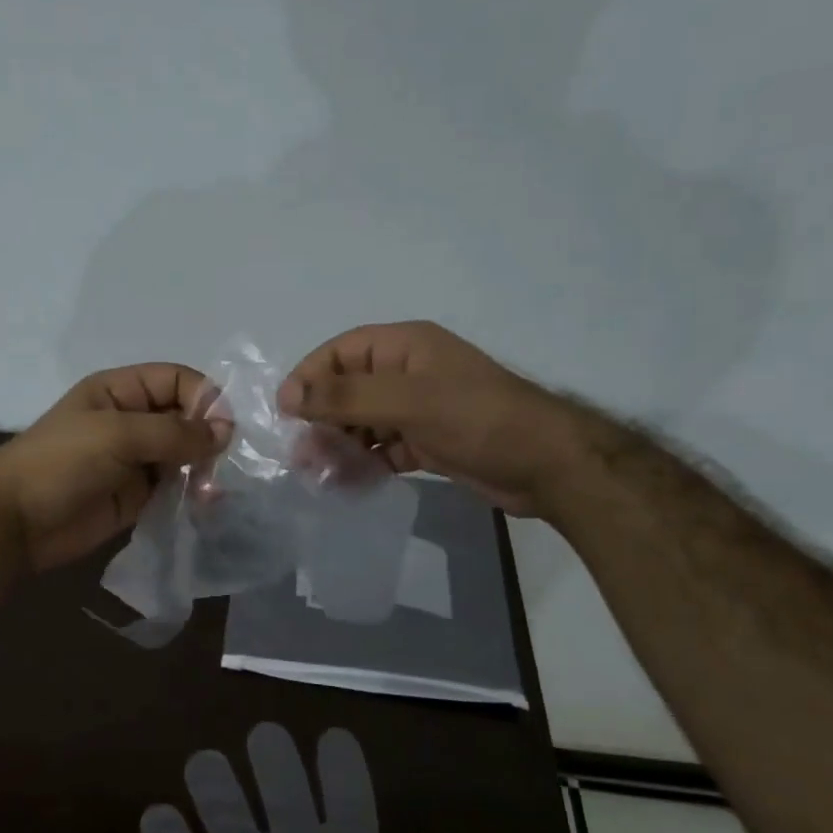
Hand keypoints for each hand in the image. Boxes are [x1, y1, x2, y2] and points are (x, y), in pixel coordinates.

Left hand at [0, 364, 220, 570]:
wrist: (16, 522)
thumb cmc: (61, 463)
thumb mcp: (117, 435)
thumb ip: (173, 432)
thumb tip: (225, 432)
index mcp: (120, 391)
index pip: (176, 380)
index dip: (204, 397)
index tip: (224, 428)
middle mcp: (131, 420)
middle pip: (185, 417)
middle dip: (207, 436)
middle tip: (222, 463)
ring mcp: (135, 459)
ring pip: (184, 454)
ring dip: (203, 467)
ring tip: (211, 488)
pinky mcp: (137, 495)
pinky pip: (175, 487)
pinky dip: (193, 492)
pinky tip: (205, 503)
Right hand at [278, 321, 597, 516]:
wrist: (546, 465)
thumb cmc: (476, 419)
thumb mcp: (408, 401)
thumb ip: (346, 397)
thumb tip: (289, 396)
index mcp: (404, 347)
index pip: (341, 352)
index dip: (310, 377)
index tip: (286, 412)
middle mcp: (408, 373)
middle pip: (348, 390)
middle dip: (322, 420)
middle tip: (303, 455)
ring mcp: (418, 409)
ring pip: (363, 423)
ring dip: (340, 446)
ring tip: (320, 475)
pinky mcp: (427, 442)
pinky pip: (383, 449)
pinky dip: (365, 464)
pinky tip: (349, 485)